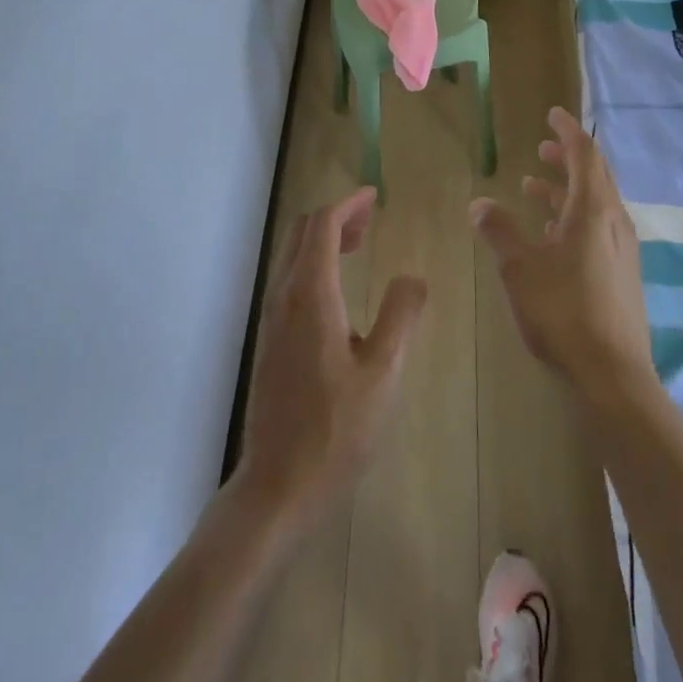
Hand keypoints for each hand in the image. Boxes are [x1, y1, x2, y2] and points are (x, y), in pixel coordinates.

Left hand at [233, 186, 427, 533]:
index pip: (322, 226)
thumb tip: (412, 278)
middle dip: (335, 216)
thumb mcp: (384, 373)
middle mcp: (284, 297)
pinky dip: (314, 263)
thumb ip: (400, 317)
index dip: (348, 204)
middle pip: (301, 233)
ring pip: (292, 256)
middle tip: (371, 218)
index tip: (374, 197)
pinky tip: (339, 289)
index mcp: (311, 296)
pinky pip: (289, 279)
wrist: (278, 484)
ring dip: (323, 239)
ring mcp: (271, 319)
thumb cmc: (336, 430)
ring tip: (360, 244)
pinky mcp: (270, 339)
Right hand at [470, 107, 657, 407]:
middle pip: (594, 177)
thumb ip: (499, 231)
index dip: (568, 132)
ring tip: (535, 185)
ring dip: (566, 190)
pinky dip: (573, 217)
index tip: (553, 115)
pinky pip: (597, 228)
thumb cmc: (562, 312)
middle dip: (567, 158)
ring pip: (595, 204)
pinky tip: (550, 233)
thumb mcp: (520, 269)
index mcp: (593, 211)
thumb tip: (480, 203)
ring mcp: (621, 249)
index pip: (585, 155)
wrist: (612, 374)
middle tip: (542, 148)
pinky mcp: (621, 273)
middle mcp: (614, 222)